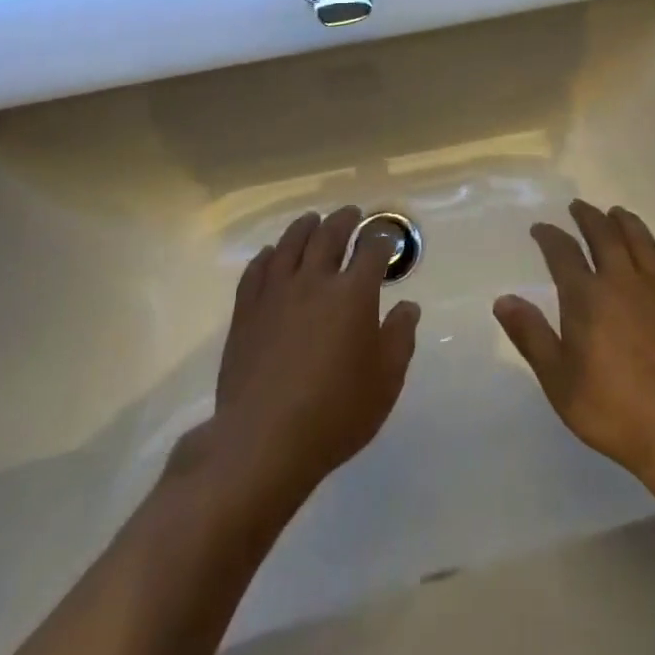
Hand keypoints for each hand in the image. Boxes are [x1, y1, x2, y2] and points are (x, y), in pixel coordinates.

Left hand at [209, 207, 420, 505]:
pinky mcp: (246, 311)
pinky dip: (267, 255)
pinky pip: (256, 270)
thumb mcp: (385, 382)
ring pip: (290, 244)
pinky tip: (270, 254)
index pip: (372, 251)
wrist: (263, 440)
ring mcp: (276, 293)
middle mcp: (314, 281)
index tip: (386, 237)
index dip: (382, 239)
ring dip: (305, 227)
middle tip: (351, 213)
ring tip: (312, 220)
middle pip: (329, 236)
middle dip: (344, 220)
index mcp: (353, 294)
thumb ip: (400, 338)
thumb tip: (408, 306)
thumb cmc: (335, 413)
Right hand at [494, 200, 654, 482]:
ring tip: (616, 213)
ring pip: (642, 241)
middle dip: (588, 217)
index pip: (562, 252)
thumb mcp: (558, 380)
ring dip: (626, 222)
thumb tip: (504, 299)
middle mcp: (623, 280)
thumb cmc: (613, 409)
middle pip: (604, 235)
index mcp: (587, 296)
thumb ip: (531, 335)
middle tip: (579, 207)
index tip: (540, 228)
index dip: (549, 236)